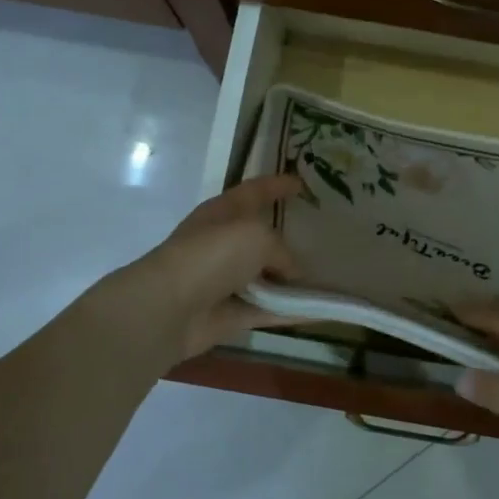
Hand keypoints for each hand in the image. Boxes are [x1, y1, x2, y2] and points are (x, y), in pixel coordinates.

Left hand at [98, 174, 302, 367]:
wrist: (169, 309)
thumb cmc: (212, 256)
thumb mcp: (258, 237)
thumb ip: (282, 251)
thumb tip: (291, 272)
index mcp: (223, 212)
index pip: (254, 191)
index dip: (277, 185)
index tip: (301, 184)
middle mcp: (223, 243)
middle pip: (260, 235)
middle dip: (286, 236)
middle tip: (319, 236)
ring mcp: (225, 281)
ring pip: (266, 276)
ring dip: (292, 279)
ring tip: (328, 276)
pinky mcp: (230, 314)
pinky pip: (270, 310)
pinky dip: (293, 311)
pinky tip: (322, 311)